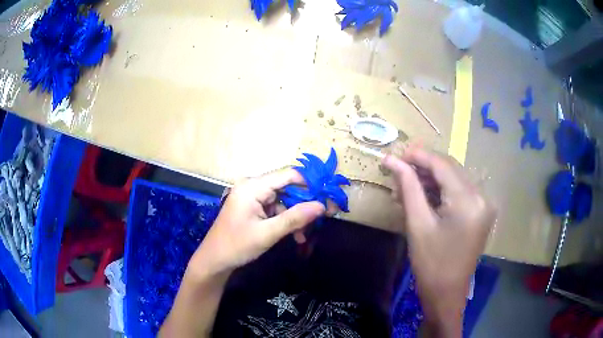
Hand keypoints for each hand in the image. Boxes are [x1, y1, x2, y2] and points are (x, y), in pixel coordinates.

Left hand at [189, 169, 325, 276]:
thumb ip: (294, 218)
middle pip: (286, 188)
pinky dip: (285, 220)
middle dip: (303, 204)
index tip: (327, 197)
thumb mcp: (267, 233)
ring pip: (282, 200)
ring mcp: (251, 197)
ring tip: (303, 236)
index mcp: (252, 187)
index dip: (309, 184)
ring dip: (295, 216)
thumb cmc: (237, 246)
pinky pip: (274, 208)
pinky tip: (293, 235)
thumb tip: (322, 206)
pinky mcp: (251, 207)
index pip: (288, 175)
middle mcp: (252, 186)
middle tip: (321, 219)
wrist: (214, 260)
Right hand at [382, 147, 494, 334]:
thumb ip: (408, 187)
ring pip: (454, 179)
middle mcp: (482, 197)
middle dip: (424, 166)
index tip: (396, 153)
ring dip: (431, 178)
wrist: (447, 294)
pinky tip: (424, 194)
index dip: (418, 155)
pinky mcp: (481, 211)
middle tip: (398, 168)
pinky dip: (441, 190)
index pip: (442, 165)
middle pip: (450, 169)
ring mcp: (484, 204)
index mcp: (468, 201)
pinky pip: (459, 191)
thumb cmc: (430, 264)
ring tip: (406, 184)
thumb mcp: (417, 224)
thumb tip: (391, 161)